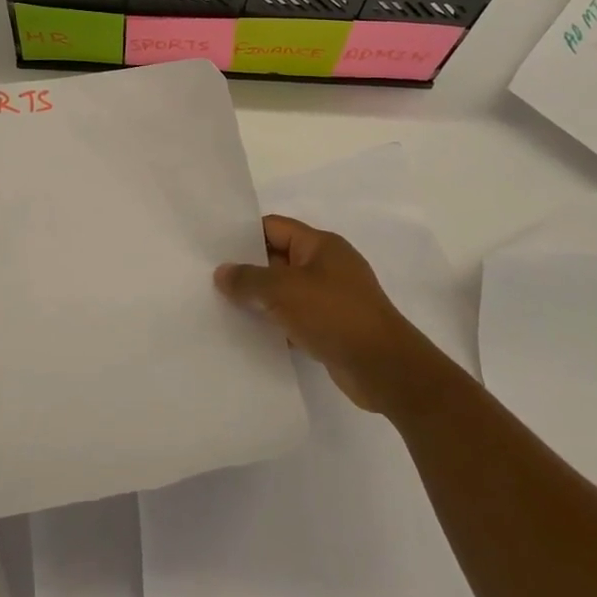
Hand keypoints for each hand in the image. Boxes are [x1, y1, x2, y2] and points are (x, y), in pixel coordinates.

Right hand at [215, 216, 452, 416]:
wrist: (385, 369)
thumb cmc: (335, 315)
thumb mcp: (285, 290)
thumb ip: (249, 279)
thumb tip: (222, 272)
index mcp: (321, 245)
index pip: (275, 227)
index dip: (245, 235)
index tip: (213, 248)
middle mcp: (327, 265)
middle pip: (278, 259)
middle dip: (248, 270)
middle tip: (211, 280)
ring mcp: (332, 298)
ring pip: (286, 291)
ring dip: (261, 300)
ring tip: (222, 308)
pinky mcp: (333, 328)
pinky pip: (296, 318)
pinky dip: (276, 324)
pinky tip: (251, 336)